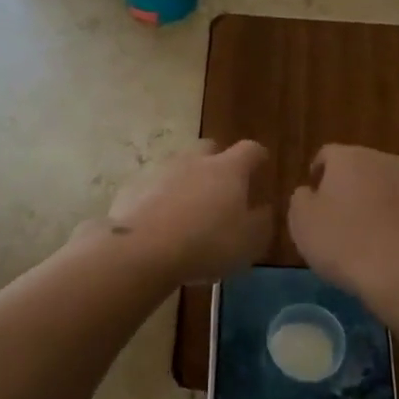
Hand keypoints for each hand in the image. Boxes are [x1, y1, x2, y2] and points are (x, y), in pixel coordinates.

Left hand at [91, 140, 272, 284]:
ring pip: (180, 167)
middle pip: (210, 149)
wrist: (144, 249)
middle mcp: (196, 161)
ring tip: (190, 209)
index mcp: (228, 169)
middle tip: (223, 186)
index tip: (261, 164)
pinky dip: (162, 198)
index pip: (250, 150)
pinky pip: (155, 188)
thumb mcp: (249, 242)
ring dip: (188, 181)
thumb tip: (263, 210)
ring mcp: (162, 171)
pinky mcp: (135, 187)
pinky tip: (162, 222)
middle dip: (218, 162)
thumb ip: (261, 223)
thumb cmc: (207, 243)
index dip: (258, 156)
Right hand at [288, 145, 398, 304]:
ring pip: (388, 187)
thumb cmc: (345, 243)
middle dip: (349, 187)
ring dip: (377, 202)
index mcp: (350, 157)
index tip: (314, 199)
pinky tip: (394, 248)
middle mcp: (385, 161)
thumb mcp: (302, 223)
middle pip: (360, 167)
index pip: (327, 155)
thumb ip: (301, 199)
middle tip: (339, 218)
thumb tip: (310, 192)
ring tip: (368, 235)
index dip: (318, 174)